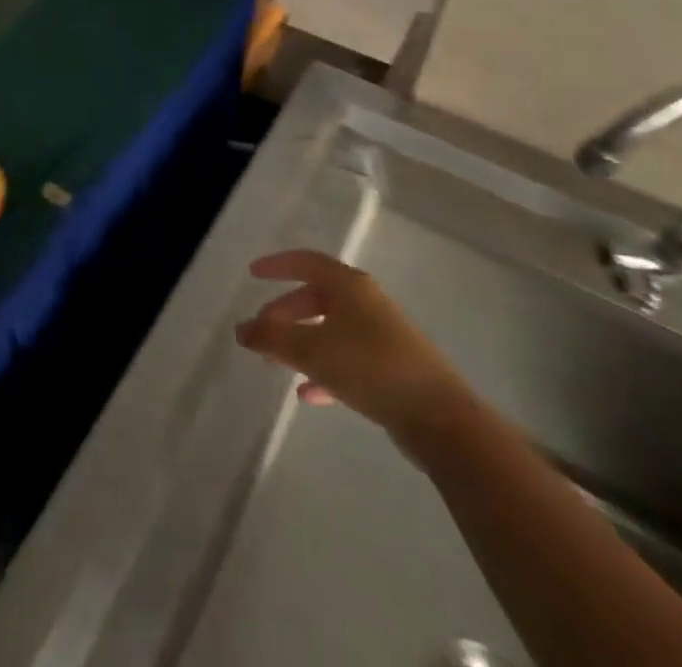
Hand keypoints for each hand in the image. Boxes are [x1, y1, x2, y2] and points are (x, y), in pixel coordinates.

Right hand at [236, 249, 468, 451]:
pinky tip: (307, 394)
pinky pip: (346, 359)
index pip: (306, 262)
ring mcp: (381, 335)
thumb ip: (272, 337)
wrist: (440, 419)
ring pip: (330, 330)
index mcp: (349, 286)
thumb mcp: (312, 350)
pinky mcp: (391, 368)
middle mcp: (366, 303)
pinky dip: (324, 370)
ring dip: (301, 343)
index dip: (277, 265)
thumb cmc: (371, 368)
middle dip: (285, 312)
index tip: (252, 273)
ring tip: (276, 363)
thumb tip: (241, 328)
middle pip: (316, 297)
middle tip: (261, 330)